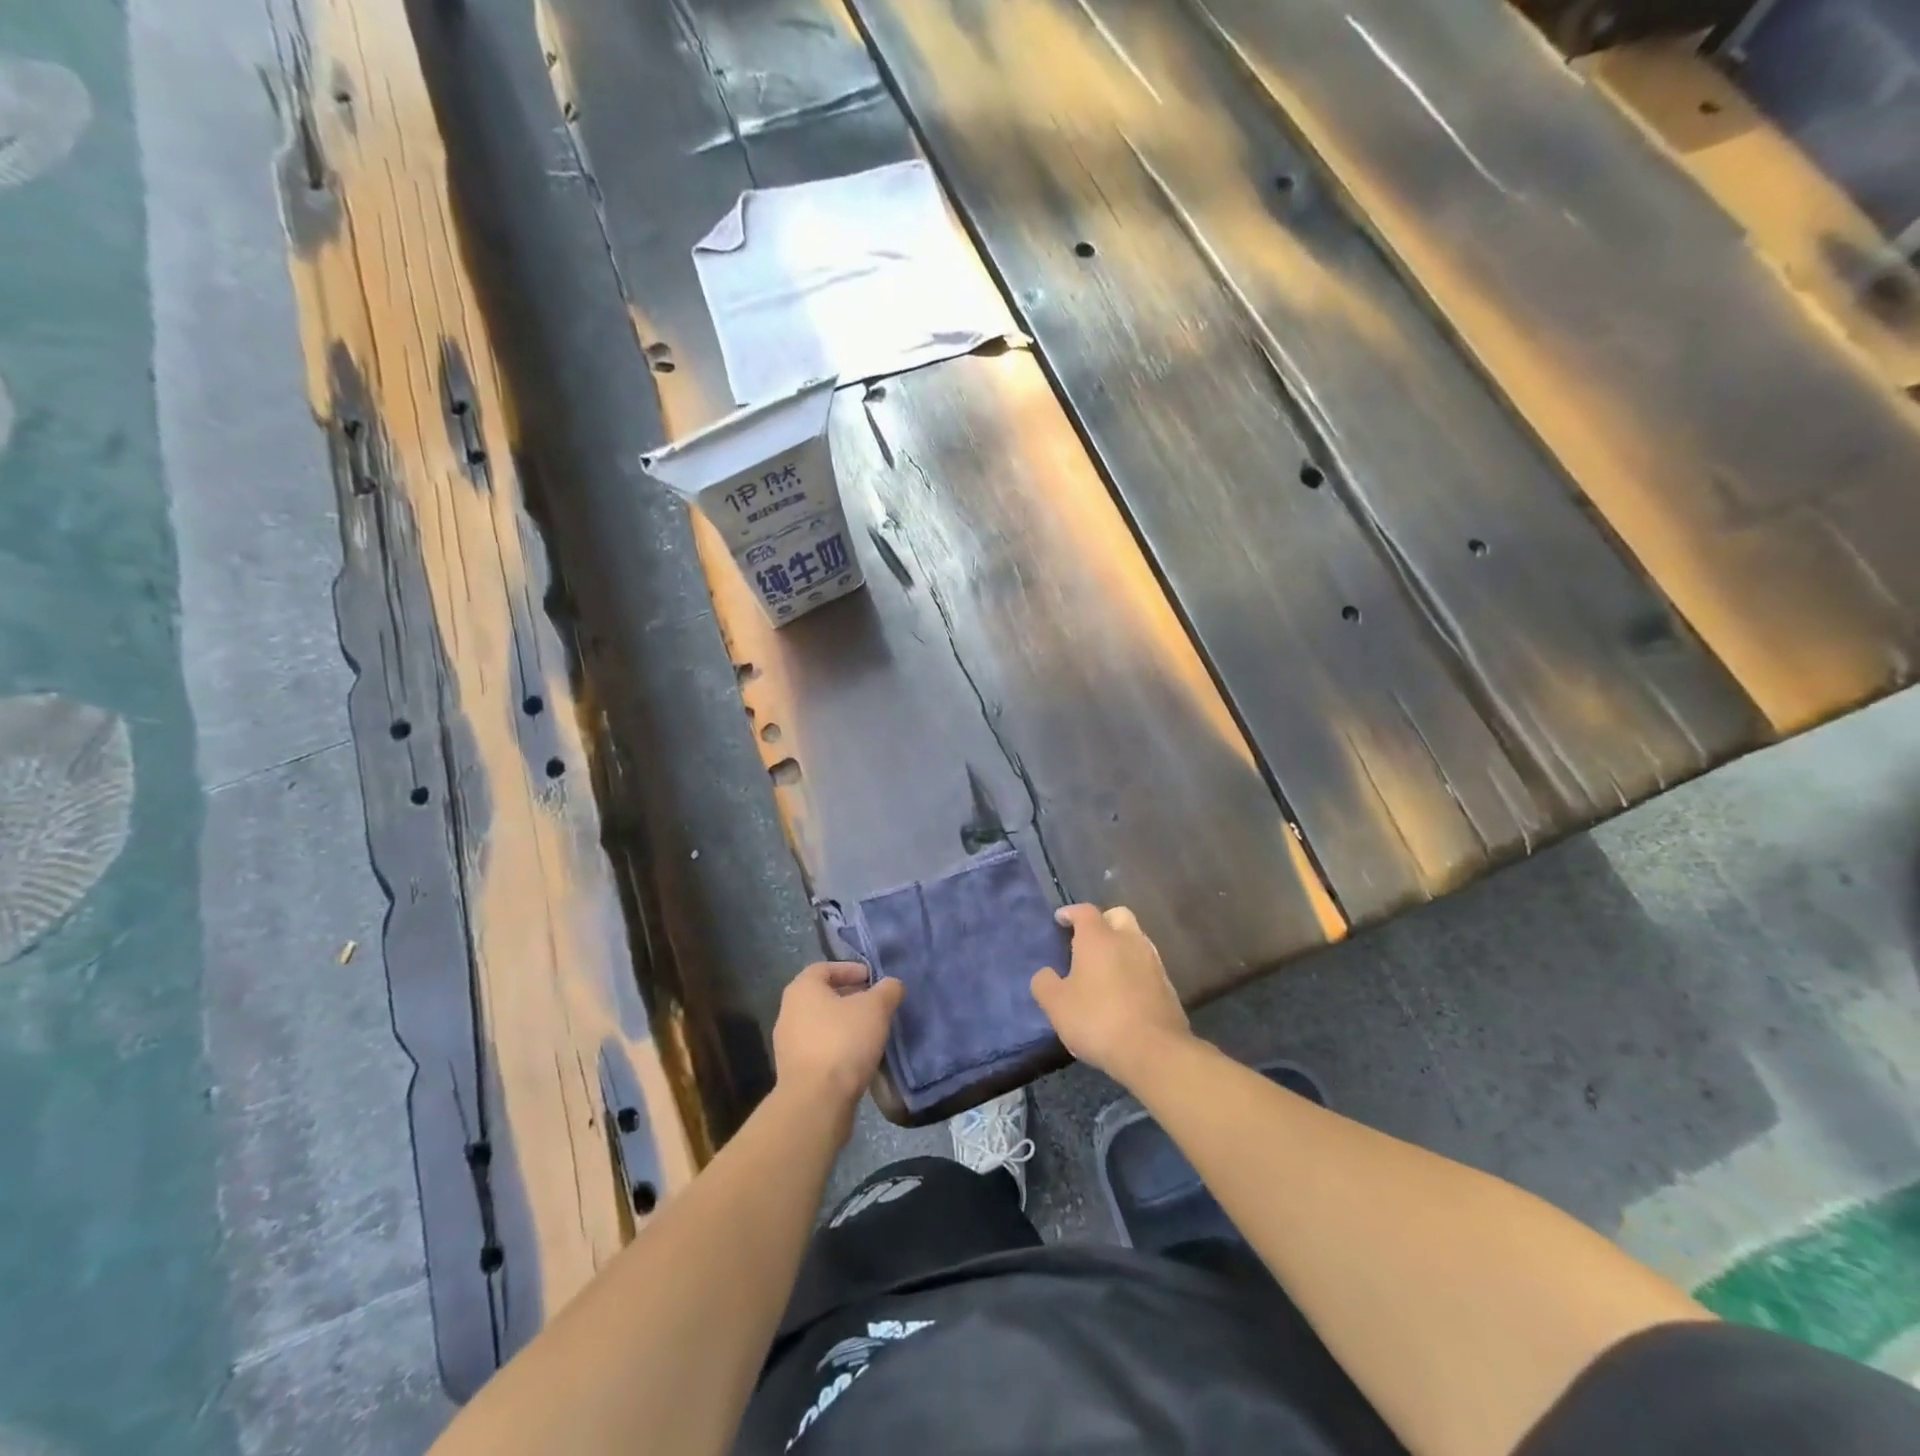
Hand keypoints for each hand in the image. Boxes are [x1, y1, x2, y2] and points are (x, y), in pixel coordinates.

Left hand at [772, 962, 903, 1120]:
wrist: (816, 1102)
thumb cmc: (843, 1041)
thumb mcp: (875, 1008)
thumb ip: (887, 991)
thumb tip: (892, 985)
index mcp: (802, 989)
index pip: (825, 968)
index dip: (850, 969)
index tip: (872, 978)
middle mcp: (789, 1013)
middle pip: (822, 997)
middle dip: (850, 998)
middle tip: (876, 1004)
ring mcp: (788, 1045)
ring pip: (822, 1025)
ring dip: (846, 1025)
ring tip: (872, 1032)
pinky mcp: (795, 1072)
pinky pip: (820, 1050)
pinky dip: (839, 1047)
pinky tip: (860, 1057)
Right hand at [1031, 904, 1190, 1083]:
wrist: (1154, 1051)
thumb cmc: (1098, 1020)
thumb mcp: (1056, 1005)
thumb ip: (1044, 984)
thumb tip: (1046, 974)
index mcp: (1098, 938)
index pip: (1084, 911)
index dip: (1070, 912)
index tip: (1060, 919)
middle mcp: (1128, 940)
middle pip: (1117, 915)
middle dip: (1102, 922)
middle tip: (1087, 940)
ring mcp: (1152, 962)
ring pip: (1135, 939)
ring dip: (1120, 946)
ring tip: (1104, 969)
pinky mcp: (1168, 985)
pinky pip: (1147, 965)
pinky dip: (1134, 969)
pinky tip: (1124, 991)